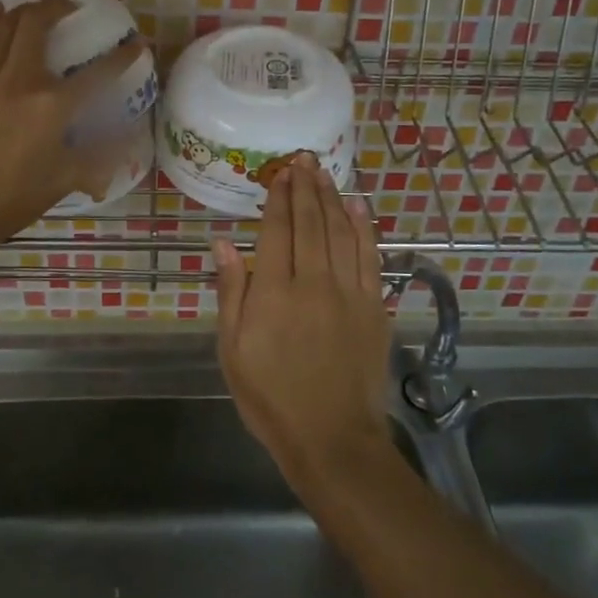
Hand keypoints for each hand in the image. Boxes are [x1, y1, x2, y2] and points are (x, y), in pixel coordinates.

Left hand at [0, 0, 140, 243]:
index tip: (137, 44)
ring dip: (22, 9)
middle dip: (57, 6)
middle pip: (37, 24)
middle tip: (70, 6)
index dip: (123, 56)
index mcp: (54, 106)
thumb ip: (100, 158)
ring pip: (3, 26)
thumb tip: (126, 147)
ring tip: (35, 7)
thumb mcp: (67, 179)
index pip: (99, 73)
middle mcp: (21, 81)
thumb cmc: (16, 197)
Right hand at [213, 153, 393, 490]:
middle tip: (302, 159)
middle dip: (305, 187)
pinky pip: (369, 257)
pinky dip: (364, 228)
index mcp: (273, 293)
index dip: (279, 198)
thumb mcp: (232, 351)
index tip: (280, 173)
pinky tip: (357, 207)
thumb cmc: (270, 398)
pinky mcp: (374, 307)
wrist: (332, 438)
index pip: (277, 231)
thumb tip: (223, 243)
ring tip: (323, 172)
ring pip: (340, 232)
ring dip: (332, 198)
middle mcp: (313, 283)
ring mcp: (349, 293)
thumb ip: (231, 292)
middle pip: (310, 223)